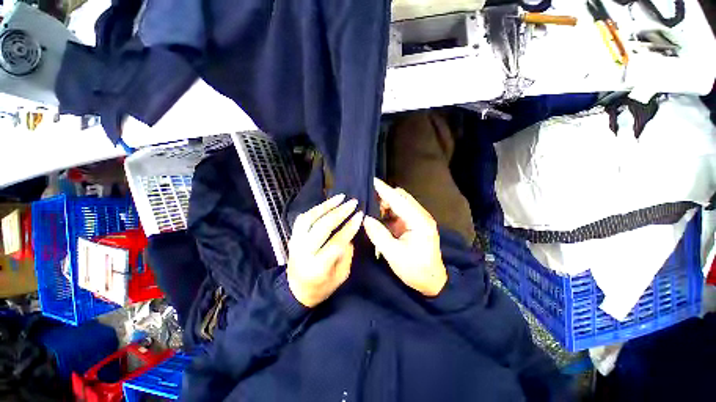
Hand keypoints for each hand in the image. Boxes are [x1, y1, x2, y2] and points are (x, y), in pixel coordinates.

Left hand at [287, 194, 363, 307]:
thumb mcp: (341, 276)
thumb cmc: (321, 288)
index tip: (360, 215)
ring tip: (340, 197)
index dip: (349, 228)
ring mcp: (295, 243)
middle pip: (322, 227)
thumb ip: (346, 255)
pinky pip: (303, 218)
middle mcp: (303, 253)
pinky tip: (327, 204)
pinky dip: (316, 209)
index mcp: (317, 268)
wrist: (295, 291)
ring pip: (309, 218)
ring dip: (326, 205)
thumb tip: (349, 234)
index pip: (336, 242)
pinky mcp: (292, 237)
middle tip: (353, 203)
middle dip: (339, 212)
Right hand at [363, 178, 446, 296]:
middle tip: (367, 200)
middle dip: (384, 196)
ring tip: (370, 208)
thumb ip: (379, 235)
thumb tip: (365, 218)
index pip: (399, 200)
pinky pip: (399, 211)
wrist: (432, 282)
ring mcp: (417, 219)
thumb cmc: (416, 270)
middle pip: (401, 197)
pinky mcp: (413, 224)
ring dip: (386, 203)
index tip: (371, 181)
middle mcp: (420, 216)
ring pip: (400, 203)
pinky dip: (388, 211)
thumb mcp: (394, 255)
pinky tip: (379, 215)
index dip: (384, 190)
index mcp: (419, 221)